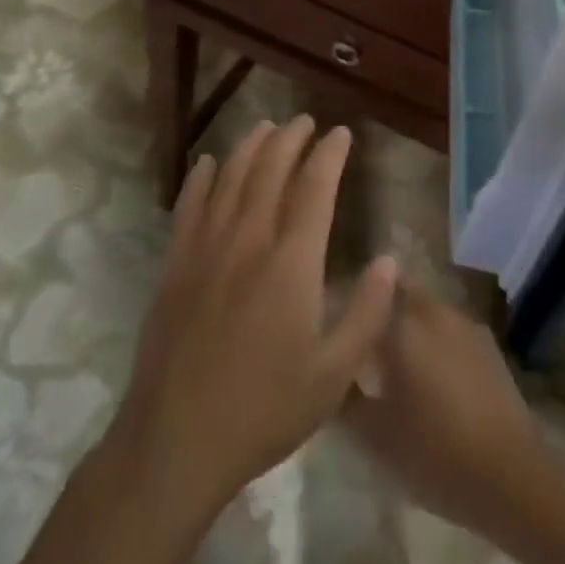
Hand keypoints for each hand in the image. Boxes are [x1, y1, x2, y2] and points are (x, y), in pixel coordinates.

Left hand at [112, 116, 398, 521]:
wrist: (176, 442)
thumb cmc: (265, 409)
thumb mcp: (334, 375)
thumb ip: (367, 313)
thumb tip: (389, 260)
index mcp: (292, 261)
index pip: (315, 187)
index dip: (329, 154)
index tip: (340, 133)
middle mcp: (250, 239)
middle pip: (271, 169)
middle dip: (291, 138)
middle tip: (305, 121)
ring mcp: (207, 248)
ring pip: (232, 177)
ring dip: (251, 145)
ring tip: (266, 126)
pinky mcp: (176, 264)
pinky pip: (190, 205)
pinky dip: (202, 177)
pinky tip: (210, 163)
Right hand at [343, 283, 546, 534]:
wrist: (510, 473)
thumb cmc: (434, 452)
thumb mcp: (375, 435)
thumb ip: (344, 397)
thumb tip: (327, 372)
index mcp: (400, 325)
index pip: (365, 293)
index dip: (347, 301)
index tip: (333, 319)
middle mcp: (431, 310)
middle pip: (398, 290)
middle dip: (379, 304)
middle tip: (362, 335)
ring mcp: (463, 321)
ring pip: (424, 307)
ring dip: (407, 320)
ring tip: (393, 355)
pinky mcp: (486, 341)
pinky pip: (447, 326)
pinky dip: (432, 337)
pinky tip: (429, 371)